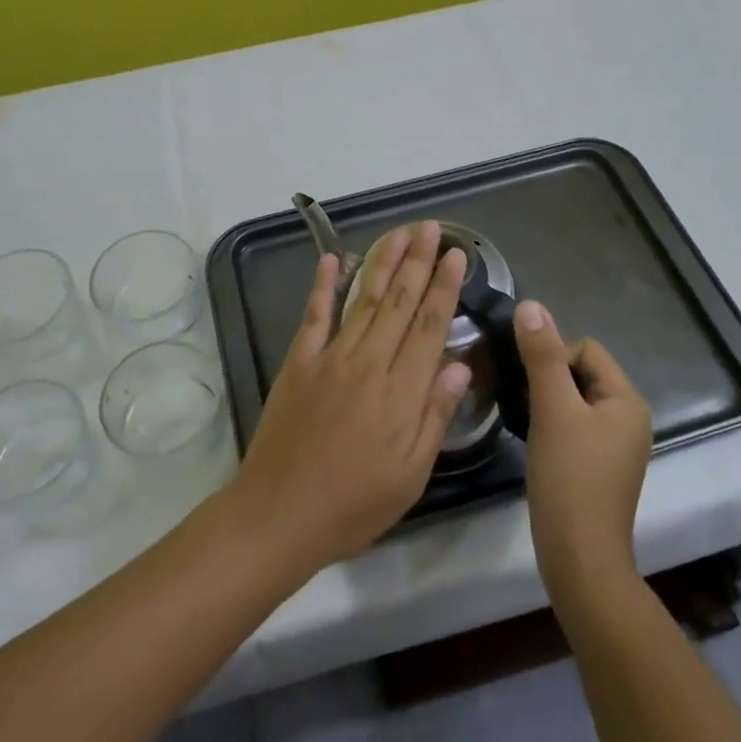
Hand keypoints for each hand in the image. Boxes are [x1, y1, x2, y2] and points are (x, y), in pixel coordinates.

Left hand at [228, 221, 470, 574]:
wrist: (280, 514)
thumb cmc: (354, 504)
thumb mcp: (411, 473)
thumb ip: (435, 414)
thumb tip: (460, 365)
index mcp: (401, 391)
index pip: (431, 326)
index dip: (445, 287)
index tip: (456, 255)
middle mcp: (369, 362)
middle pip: (400, 302)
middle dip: (418, 261)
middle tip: (431, 227)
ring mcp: (330, 357)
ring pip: (364, 299)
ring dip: (383, 261)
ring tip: (399, 232)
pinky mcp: (298, 362)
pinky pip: (314, 315)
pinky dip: (324, 285)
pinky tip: (333, 258)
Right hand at [514, 302, 652, 603]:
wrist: (580, 557)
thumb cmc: (569, 477)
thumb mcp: (552, 409)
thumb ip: (541, 355)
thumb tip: (530, 304)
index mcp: (627, 399)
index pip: (585, 349)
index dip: (552, 357)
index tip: (529, 386)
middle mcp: (629, 417)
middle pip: (580, 372)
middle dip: (548, 379)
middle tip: (523, 403)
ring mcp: (616, 444)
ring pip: (574, 400)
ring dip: (547, 401)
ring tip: (526, 421)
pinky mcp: (600, 466)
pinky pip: (574, 425)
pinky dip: (552, 424)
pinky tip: (535, 441)